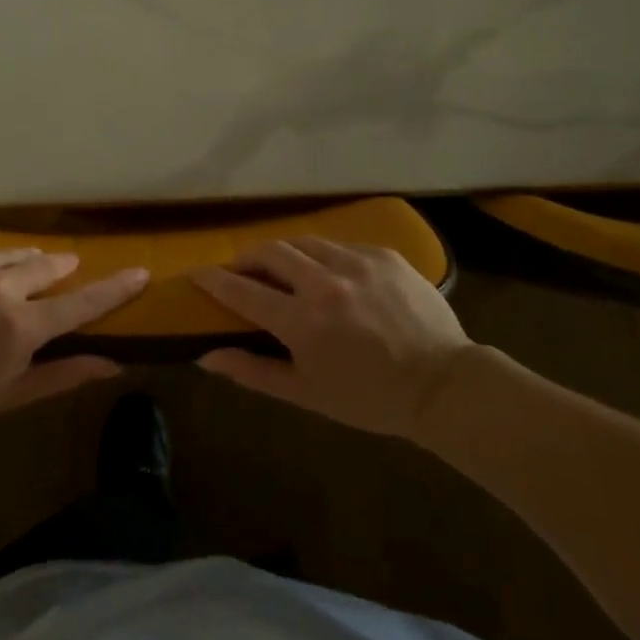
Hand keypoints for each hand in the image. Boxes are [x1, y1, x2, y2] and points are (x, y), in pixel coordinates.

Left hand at [0, 246, 148, 429]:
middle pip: (49, 266)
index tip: (141, 271)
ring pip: (15, 254)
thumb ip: (65, 375)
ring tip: (11, 283)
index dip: (115, 288)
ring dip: (23, 266)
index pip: (81, 303)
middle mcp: (1, 287)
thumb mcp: (12, 395)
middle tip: (59, 276)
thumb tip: (115, 364)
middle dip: (59, 271)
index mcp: (22, 327)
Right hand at [193, 238, 471, 437]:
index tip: (196, 274)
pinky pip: (341, 245)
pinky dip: (324, 256)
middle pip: (270, 252)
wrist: (443, 385)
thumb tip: (206, 356)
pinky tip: (330, 274)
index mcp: (302, 320)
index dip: (213, 280)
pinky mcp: (384, 255)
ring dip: (284, 253)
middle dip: (247, 258)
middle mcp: (325, 282)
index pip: (242, 290)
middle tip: (241, 270)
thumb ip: (253, 371)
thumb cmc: (369, 398)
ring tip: (282, 267)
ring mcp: (357, 263)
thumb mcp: (306, 393)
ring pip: (305, 242)